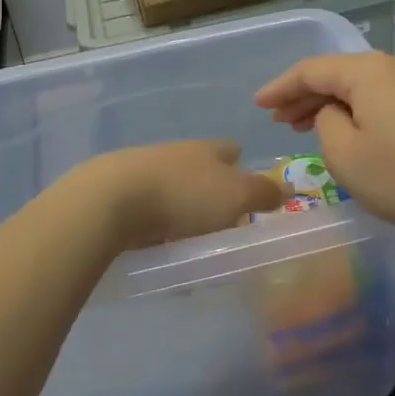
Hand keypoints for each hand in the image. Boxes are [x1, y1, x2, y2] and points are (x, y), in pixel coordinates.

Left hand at [65, 140, 283, 252]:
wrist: (110, 199)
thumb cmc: (184, 195)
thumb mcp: (236, 195)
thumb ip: (262, 193)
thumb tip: (284, 188)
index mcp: (207, 149)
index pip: (231, 150)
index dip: (242, 166)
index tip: (248, 189)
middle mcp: (176, 153)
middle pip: (200, 168)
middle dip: (211, 190)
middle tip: (222, 222)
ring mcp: (143, 170)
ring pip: (172, 188)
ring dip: (181, 209)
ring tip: (189, 241)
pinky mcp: (116, 193)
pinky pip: (145, 210)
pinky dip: (154, 225)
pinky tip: (156, 246)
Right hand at [254, 52, 394, 242]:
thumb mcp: (346, 155)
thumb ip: (325, 122)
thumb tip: (335, 112)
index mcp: (370, 69)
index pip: (312, 69)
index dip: (281, 87)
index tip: (258, 105)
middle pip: (340, 73)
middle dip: (306, 95)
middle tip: (280, 120)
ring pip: (365, 85)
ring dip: (334, 103)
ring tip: (307, 126)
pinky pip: (387, 97)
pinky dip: (362, 110)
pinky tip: (351, 130)